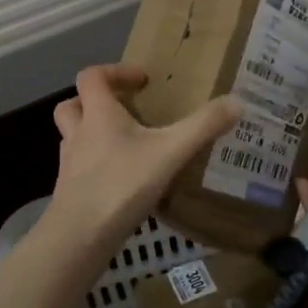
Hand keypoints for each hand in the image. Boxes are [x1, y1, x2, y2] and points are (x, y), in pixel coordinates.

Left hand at [43, 64, 241, 259]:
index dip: (114, 71)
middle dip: (93, 102)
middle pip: (72, 105)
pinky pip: (79, 168)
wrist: (80, 235)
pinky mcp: (69, 192)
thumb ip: (203, 126)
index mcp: (98, 114)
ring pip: (72, 137)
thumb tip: (237, 101)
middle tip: (122, 110)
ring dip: (91, 134)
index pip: (92, 76)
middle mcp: (78, 133)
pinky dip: (95, 167)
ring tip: (123, 145)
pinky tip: (120, 182)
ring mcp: (69, 164)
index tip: (142, 80)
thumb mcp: (171, 152)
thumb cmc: (122, 183)